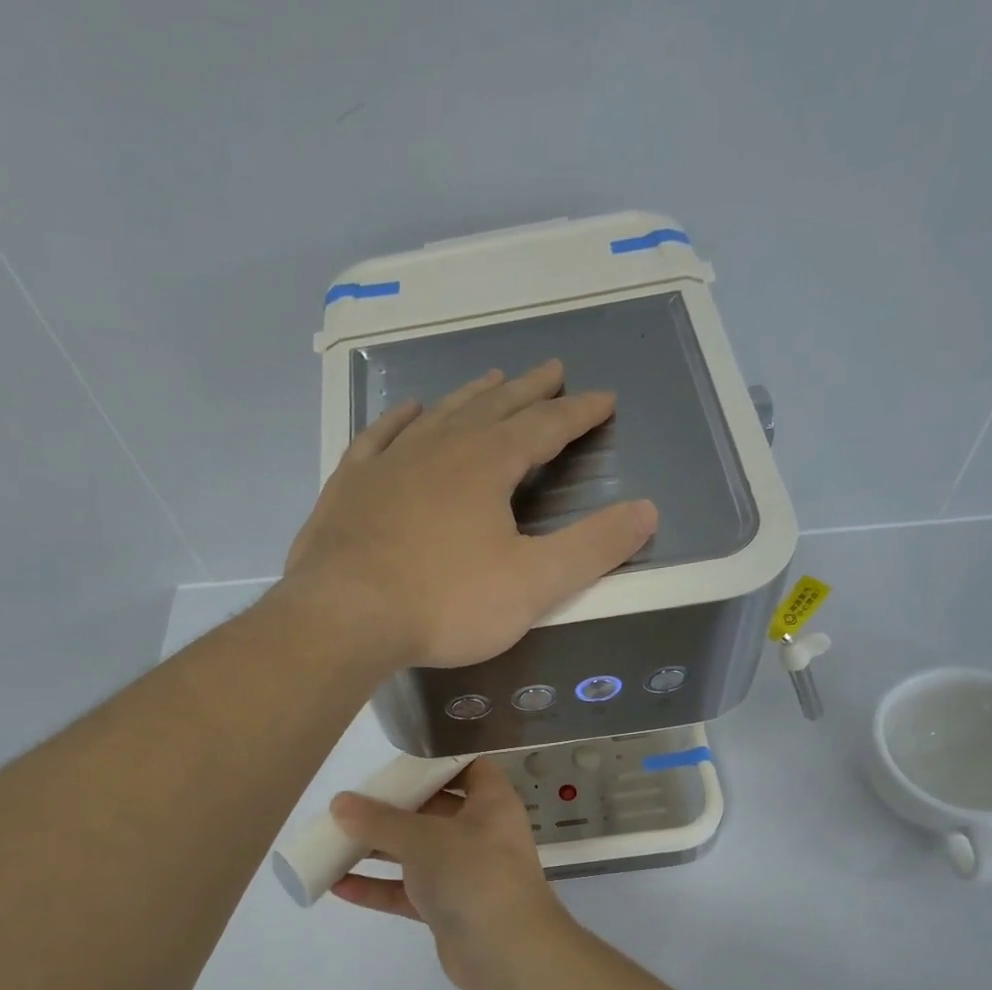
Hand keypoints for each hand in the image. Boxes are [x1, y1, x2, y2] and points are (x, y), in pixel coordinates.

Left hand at [282, 360, 657, 668]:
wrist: (344, 616)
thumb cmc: (445, 602)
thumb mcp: (533, 583)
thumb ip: (593, 548)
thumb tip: (647, 511)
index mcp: (487, 464)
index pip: (545, 427)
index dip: (579, 413)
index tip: (604, 399)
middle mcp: (439, 447)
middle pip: (494, 408)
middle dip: (529, 391)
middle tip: (552, 370)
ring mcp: (389, 462)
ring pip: (439, 414)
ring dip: (471, 396)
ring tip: (492, 380)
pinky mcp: (349, 486)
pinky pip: (379, 437)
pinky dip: (398, 420)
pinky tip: (407, 411)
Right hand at [329, 759, 575, 989]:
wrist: (508, 955)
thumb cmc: (474, 875)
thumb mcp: (424, 839)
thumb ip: (380, 821)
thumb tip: (340, 803)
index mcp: (490, 803)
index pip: (468, 768)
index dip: (436, 760)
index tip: (396, 761)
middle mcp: (480, 833)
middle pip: (433, 810)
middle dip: (393, 808)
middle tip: (353, 803)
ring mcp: (464, 873)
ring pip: (416, 852)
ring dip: (377, 848)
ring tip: (333, 841)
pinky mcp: (448, 908)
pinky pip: (408, 891)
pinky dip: (378, 887)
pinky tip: (338, 884)